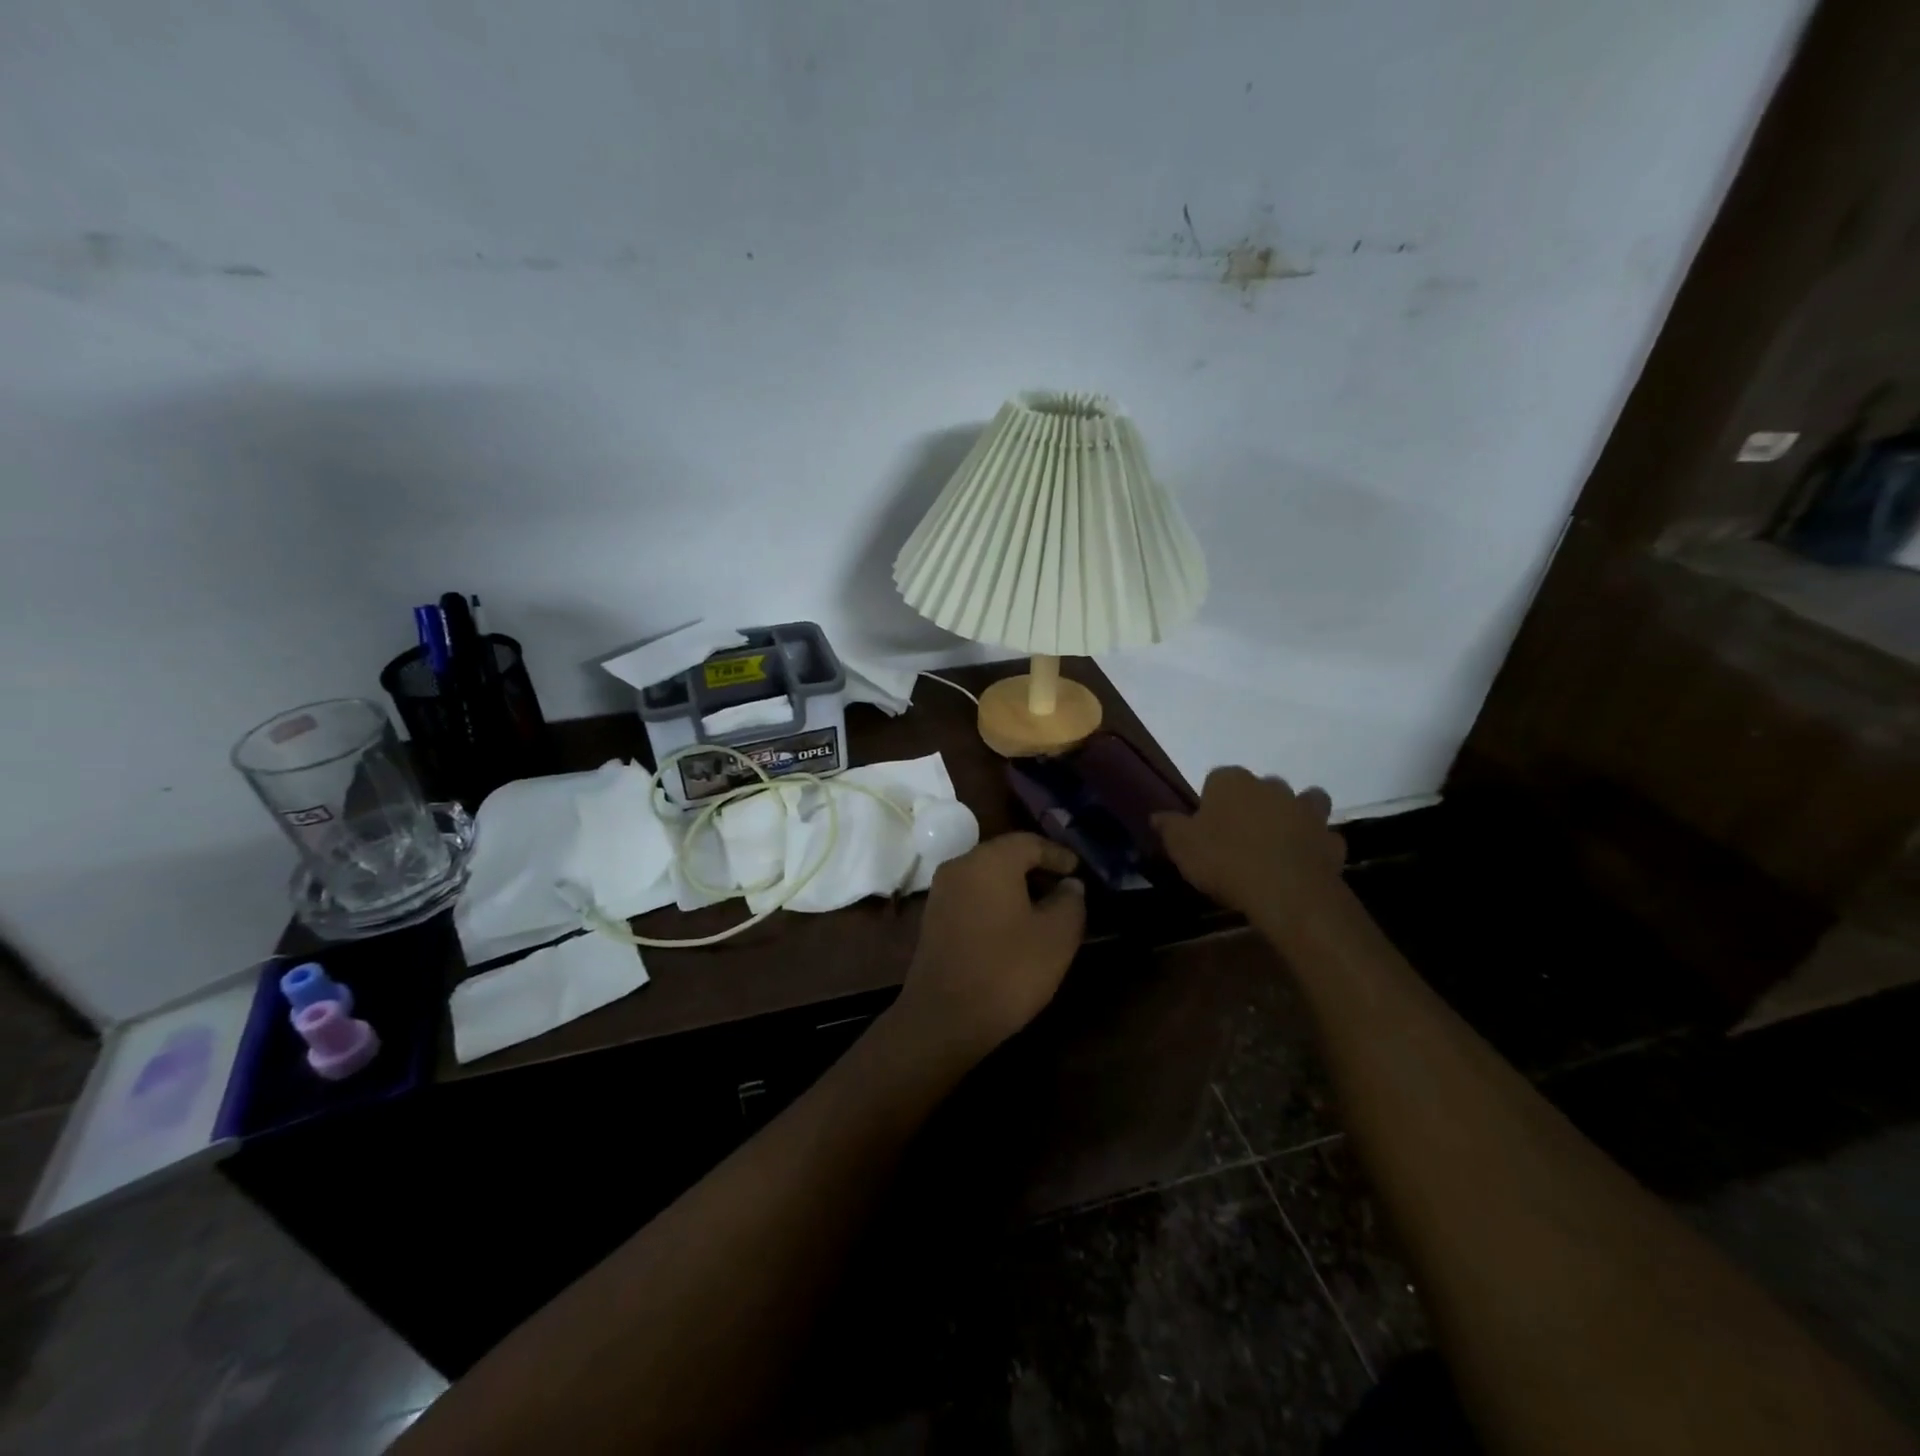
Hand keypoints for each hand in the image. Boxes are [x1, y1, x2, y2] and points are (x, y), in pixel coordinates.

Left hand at [892, 832, 1085, 1060]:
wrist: (944, 1018)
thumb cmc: (1008, 970)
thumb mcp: (1057, 936)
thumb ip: (1070, 901)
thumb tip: (1069, 885)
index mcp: (990, 860)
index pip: (1030, 842)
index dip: (1059, 855)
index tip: (1080, 871)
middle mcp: (960, 865)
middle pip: (1006, 856)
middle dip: (1038, 869)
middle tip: (1066, 889)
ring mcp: (942, 892)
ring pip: (987, 877)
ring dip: (1017, 888)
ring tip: (1045, 910)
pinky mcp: (933, 918)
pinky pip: (973, 897)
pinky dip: (996, 903)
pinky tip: (1015, 927)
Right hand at [1153, 767, 1345, 921]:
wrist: (1287, 892)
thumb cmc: (1225, 861)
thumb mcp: (1182, 846)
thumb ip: (1170, 827)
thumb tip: (1157, 816)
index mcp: (1232, 782)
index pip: (1217, 778)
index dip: (1212, 800)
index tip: (1206, 825)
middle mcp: (1271, 787)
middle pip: (1261, 787)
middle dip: (1254, 803)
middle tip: (1241, 834)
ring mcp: (1306, 811)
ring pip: (1304, 801)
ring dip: (1296, 814)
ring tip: (1281, 838)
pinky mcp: (1330, 840)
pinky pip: (1323, 837)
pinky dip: (1316, 845)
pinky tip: (1304, 862)